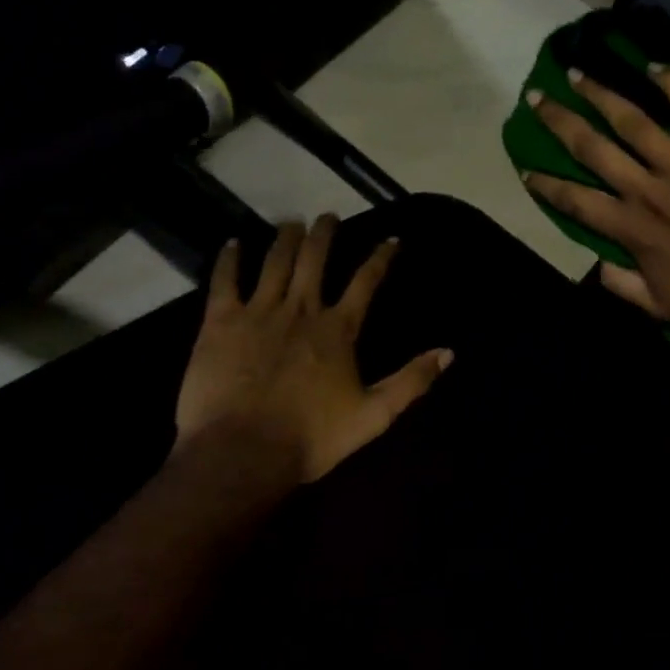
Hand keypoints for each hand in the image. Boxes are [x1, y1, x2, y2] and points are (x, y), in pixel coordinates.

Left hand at [175, 216, 451, 483]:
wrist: (242, 453)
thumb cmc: (311, 437)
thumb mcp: (374, 415)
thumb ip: (411, 381)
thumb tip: (448, 352)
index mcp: (338, 329)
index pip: (366, 281)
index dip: (381, 257)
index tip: (391, 238)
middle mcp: (301, 309)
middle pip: (315, 259)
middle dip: (324, 233)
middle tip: (327, 216)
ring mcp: (259, 312)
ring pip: (275, 262)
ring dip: (285, 238)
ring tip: (291, 223)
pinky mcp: (221, 323)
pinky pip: (224, 281)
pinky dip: (229, 260)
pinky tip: (233, 243)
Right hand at [522, 66, 669, 339]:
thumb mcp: (660, 309)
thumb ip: (620, 285)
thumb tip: (592, 265)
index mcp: (632, 230)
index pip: (575, 201)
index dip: (545, 185)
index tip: (525, 167)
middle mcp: (649, 191)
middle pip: (592, 149)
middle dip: (559, 122)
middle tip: (536, 97)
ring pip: (633, 122)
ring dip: (601, 95)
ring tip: (577, 74)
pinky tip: (654, 66)